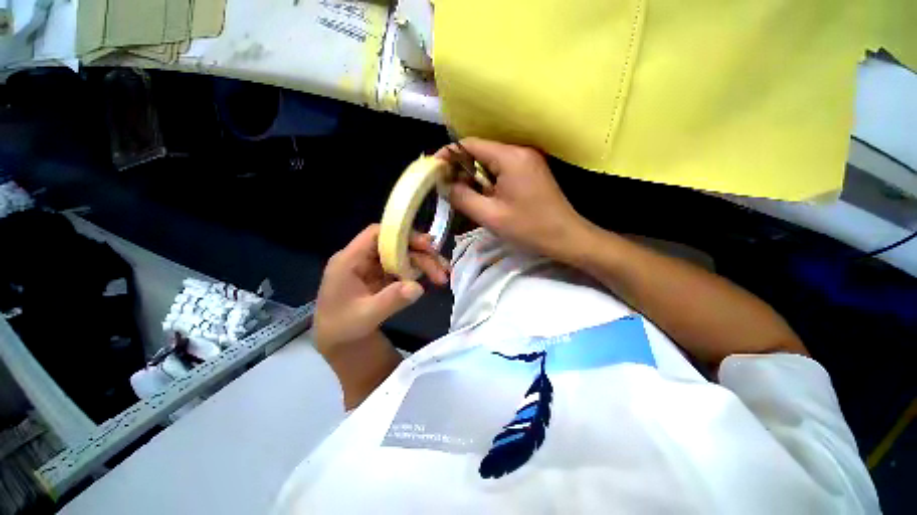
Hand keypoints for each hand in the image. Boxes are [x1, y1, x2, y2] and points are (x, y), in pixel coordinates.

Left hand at [313, 224, 447, 352]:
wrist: (334, 340)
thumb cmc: (342, 327)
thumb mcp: (365, 316)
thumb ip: (390, 301)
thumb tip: (418, 288)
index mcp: (350, 260)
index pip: (376, 234)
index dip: (400, 234)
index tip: (425, 244)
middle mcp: (362, 258)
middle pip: (395, 245)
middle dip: (421, 254)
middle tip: (442, 268)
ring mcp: (373, 266)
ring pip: (402, 255)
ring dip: (424, 263)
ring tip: (442, 276)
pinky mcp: (381, 275)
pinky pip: (402, 267)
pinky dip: (418, 271)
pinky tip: (432, 278)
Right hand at [436, 138, 591, 262]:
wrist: (566, 237)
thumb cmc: (529, 228)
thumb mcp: (490, 216)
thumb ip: (463, 197)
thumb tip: (446, 185)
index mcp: (510, 157)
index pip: (470, 145)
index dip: (448, 155)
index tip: (434, 171)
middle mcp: (519, 151)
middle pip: (480, 152)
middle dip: (461, 169)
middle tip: (449, 190)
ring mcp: (527, 161)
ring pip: (490, 162)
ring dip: (475, 178)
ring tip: (466, 197)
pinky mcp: (530, 171)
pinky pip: (502, 170)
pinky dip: (488, 182)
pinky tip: (485, 198)